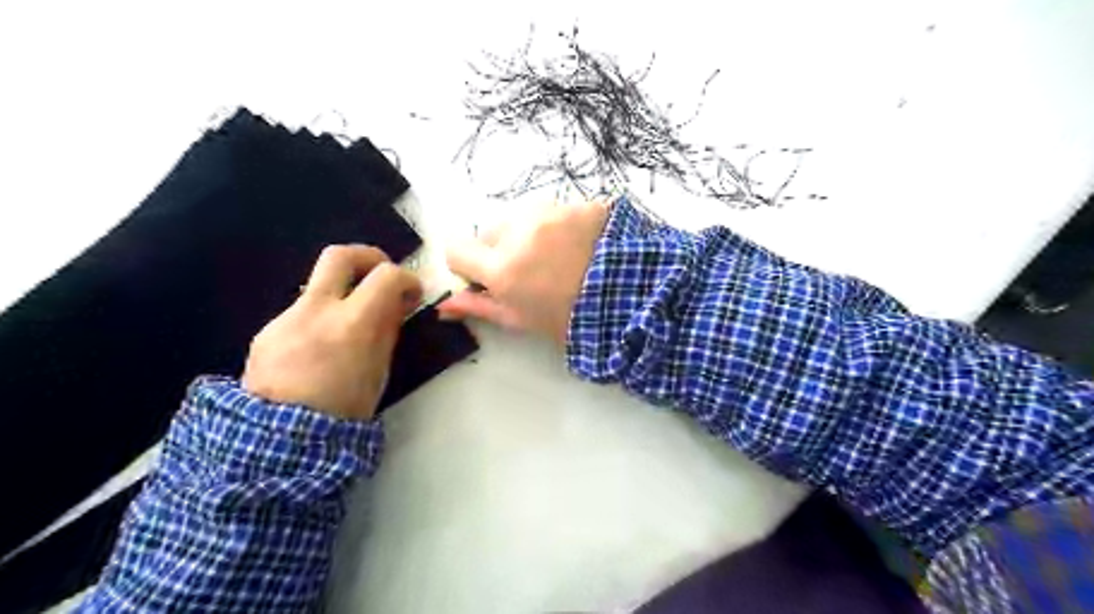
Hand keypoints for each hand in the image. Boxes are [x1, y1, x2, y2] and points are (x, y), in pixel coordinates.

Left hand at [243, 245, 421, 422]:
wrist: (280, 440)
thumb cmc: (344, 409)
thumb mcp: (379, 369)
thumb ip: (388, 329)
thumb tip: (398, 303)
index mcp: (352, 324)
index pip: (386, 275)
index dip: (406, 278)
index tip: (412, 293)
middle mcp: (316, 310)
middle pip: (340, 255)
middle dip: (367, 257)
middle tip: (381, 274)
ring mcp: (287, 317)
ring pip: (319, 285)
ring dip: (343, 294)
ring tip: (351, 325)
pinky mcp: (267, 330)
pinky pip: (302, 312)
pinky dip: (321, 318)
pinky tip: (322, 348)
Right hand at [439, 200, 610, 345]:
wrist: (632, 300)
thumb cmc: (571, 319)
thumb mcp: (523, 320)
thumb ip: (480, 307)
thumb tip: (443, 306)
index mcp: (503, 268)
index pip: (455, 250)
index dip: (467, 265)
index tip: (484, 277)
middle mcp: (520, 231)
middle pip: (489, 232)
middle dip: (501, 249)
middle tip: (531, 272)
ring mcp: (552, 212)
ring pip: (520, 218)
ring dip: (528, 234)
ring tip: (559, 257)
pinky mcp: (578, 203)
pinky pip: (553, 211)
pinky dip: (558, 225)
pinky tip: (580, 245)